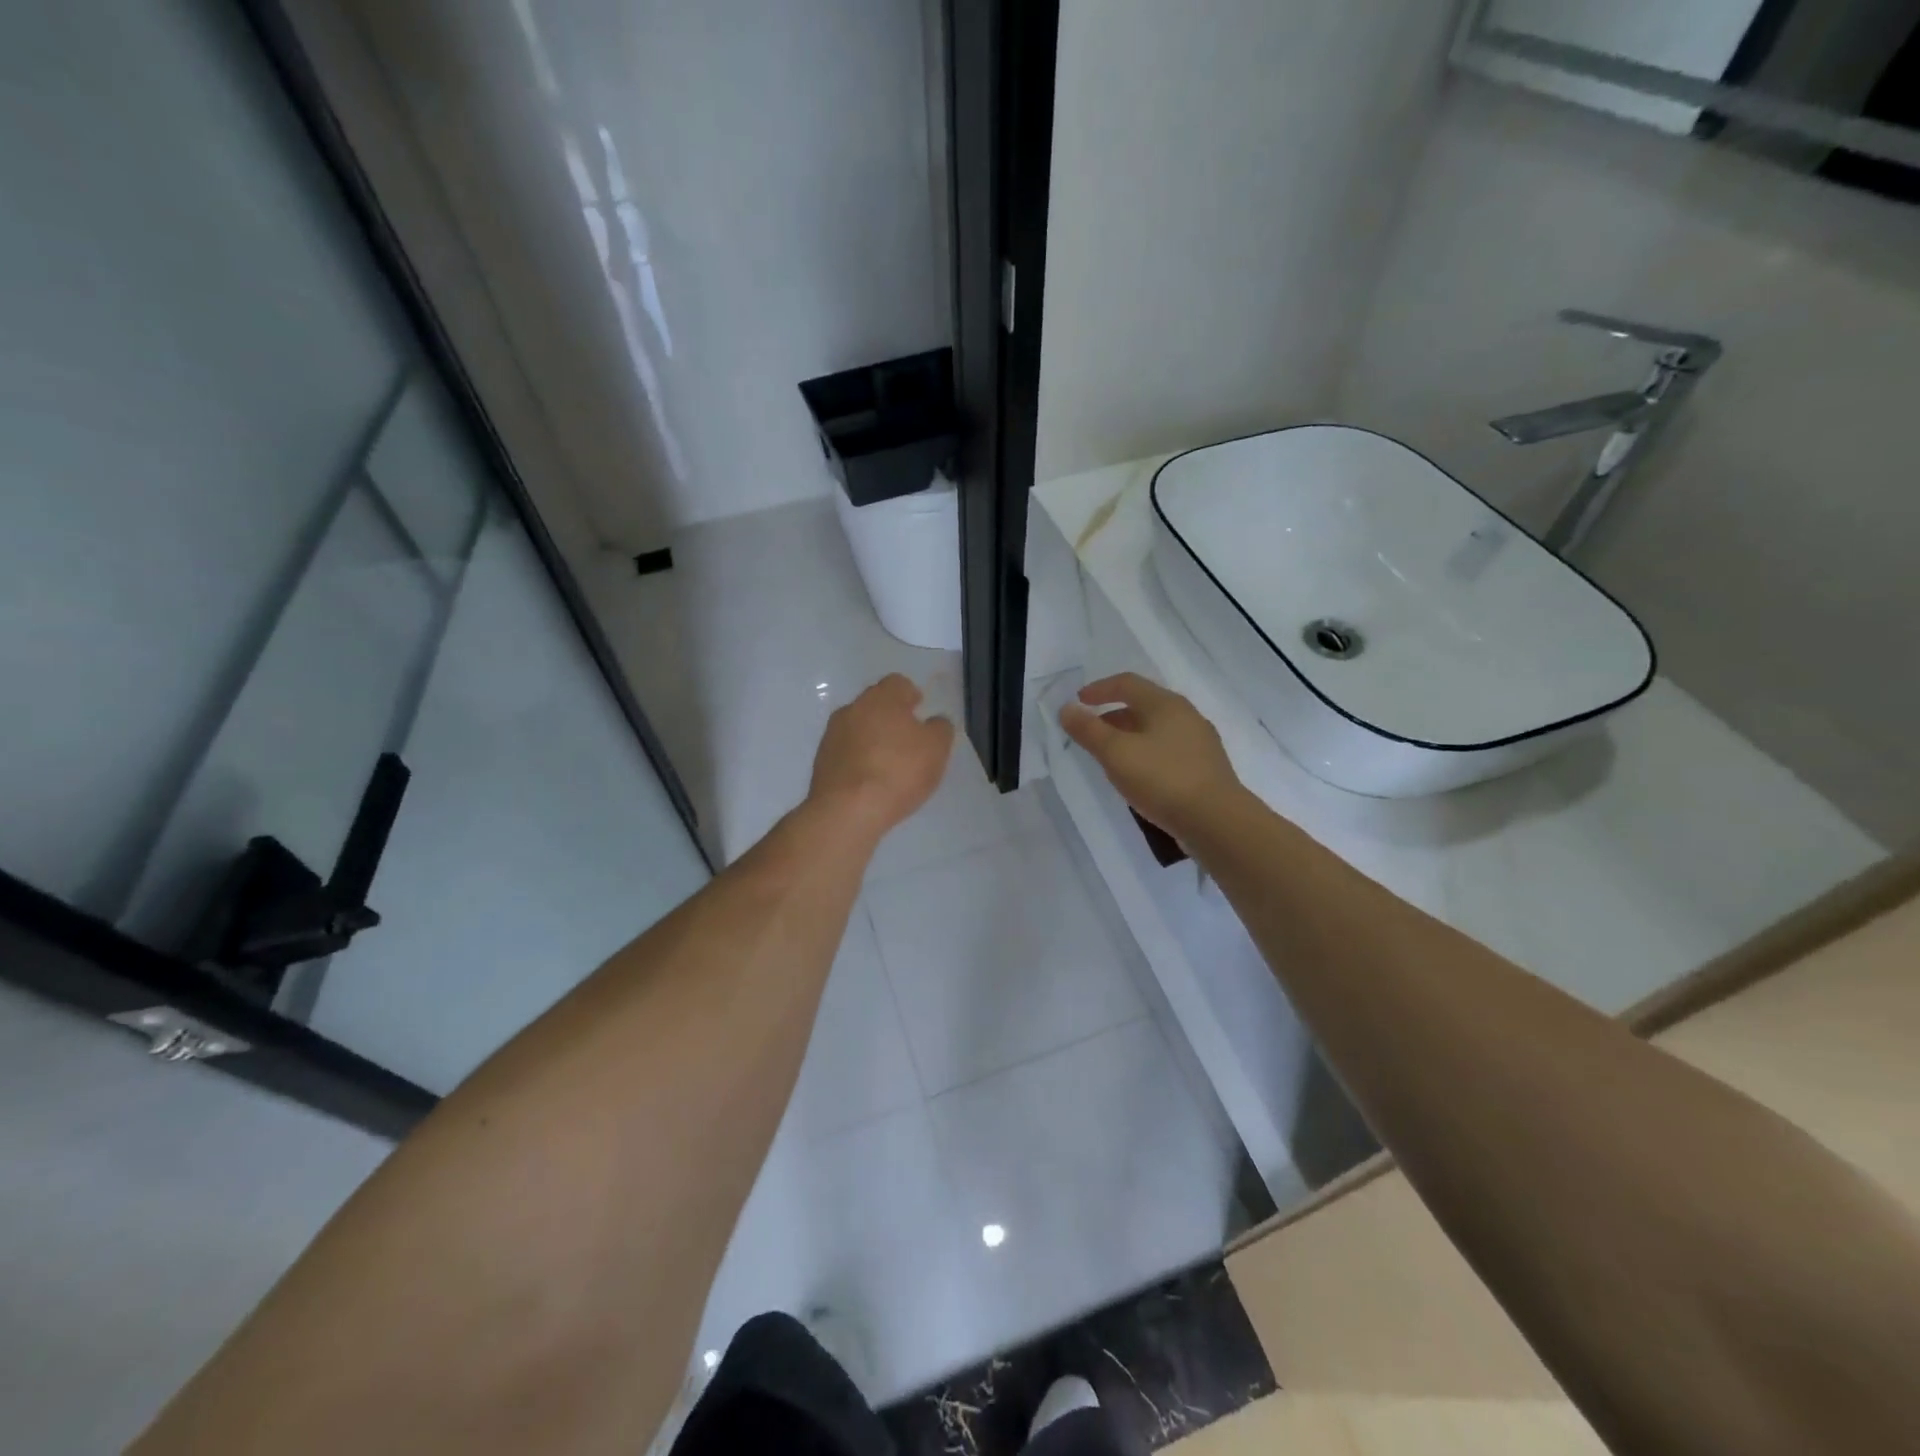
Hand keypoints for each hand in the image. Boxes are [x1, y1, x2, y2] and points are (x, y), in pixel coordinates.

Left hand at [809, 674, 954, 839]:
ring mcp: (832, 735)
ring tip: (889, 764)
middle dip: (891, 717)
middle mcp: (852, 708)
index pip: (898, 683)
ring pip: (858, 728)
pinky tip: (870, 780)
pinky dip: (859, 759)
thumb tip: (934, 721)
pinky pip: (846, 752)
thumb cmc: (898, 771)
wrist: (847, 810)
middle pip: (875, 704)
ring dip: (873, 738)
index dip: (911, 696)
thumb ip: (940, 728)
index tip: (920, 711)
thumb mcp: (936, 748)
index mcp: (881, 698)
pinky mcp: (821, 761)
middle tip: (908, 739)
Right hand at [1060, 673, 1243, 836]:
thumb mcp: (1116, 753)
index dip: (1099, 689)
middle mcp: (1186, 715)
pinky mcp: (1205, 767)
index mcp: (1165, 704)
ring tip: (1110, 757)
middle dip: (1112, 715)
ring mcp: (1199, 742)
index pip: (1126, 683)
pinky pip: (1168, 750)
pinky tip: (1139, 776)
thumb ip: (1088, 730)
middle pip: (1143, 705)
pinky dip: (1146, 753)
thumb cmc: (1162, 779)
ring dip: (1129, 736)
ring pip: (1156, 729)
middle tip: (1090, 733)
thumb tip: (1067, 709)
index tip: (1078, 702)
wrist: (1216, 821)